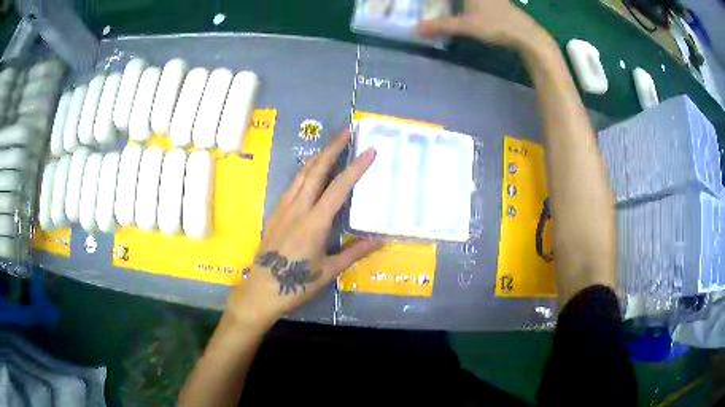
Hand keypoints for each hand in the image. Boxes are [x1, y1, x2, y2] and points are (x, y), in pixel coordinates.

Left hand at [227, 130, 382, 329]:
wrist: (261, 290)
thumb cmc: (297, 283)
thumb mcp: (329, 270)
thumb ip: (354, 252)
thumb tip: (381, 240)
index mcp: (315, 222)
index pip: (339, 187)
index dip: (355, 167)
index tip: (369, 150)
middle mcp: (298, 208)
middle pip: (316, 170)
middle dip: (332, 148)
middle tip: (346, 131)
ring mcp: (283, 208)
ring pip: (302, 174)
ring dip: (317, 156)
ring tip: (331, 144)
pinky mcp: (275, 212)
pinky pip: (292, 185)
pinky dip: (305, 171)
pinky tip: (310, 171)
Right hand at [418, 0, 544, 47]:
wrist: (528, 35)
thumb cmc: (496, 25)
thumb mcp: (465, 26)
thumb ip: (441, 26)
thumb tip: (416, 30)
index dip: (441, 2)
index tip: (434, 4)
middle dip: (451, 4)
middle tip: (440, 7)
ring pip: (476, 0)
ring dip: (465, 5)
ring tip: (454, 9)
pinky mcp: (503, 4)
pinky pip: (484, 1)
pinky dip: (475, 4)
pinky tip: (475, 11)